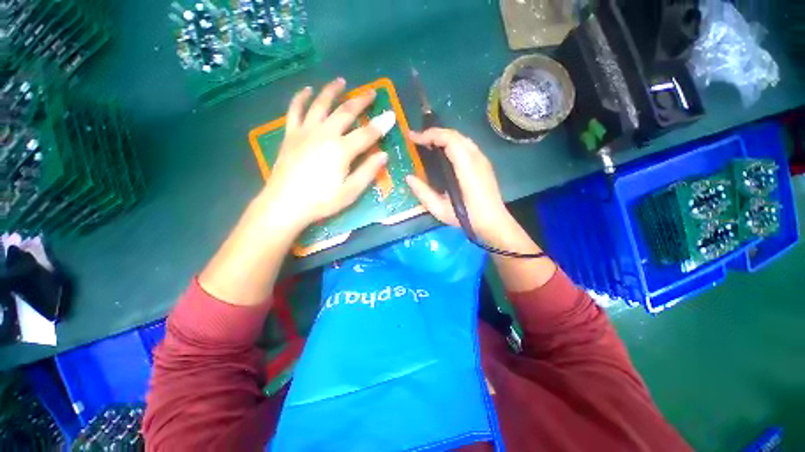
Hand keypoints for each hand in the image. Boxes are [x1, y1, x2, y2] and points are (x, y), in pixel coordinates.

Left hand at [262, 78, 395, 230]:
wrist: (284, 204)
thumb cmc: (321, 201)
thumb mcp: (350, 192)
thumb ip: (368, 172)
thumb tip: (383, 155)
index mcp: (341, 150)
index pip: (367, 133)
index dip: (381, 125)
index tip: (391, 115)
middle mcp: (324, 134)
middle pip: (345, 112)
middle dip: (361, 101)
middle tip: (371, 92)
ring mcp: (305, 131)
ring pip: (320, 104)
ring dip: (332, 91)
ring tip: (341, 81)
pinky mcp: (290, 134)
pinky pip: (295, 110)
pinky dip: (301, 97)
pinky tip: (307, 90)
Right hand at [405, 128, 517, 245]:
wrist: (494, 223)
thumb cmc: (468, 217)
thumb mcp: (440, 209)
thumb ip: (423, 193)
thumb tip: (409, 178)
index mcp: (466, 167)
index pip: (448, 139)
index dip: (429, 135)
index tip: (412, 137)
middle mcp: (476, 158)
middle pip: (454, 134)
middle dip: (433, 133)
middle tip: (416, 139)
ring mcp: (482, 159)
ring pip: (461, 138)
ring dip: (442, 137)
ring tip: (427, 143)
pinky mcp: (484, 164)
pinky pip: (465, 145)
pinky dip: (451, 143)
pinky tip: (443, 152)